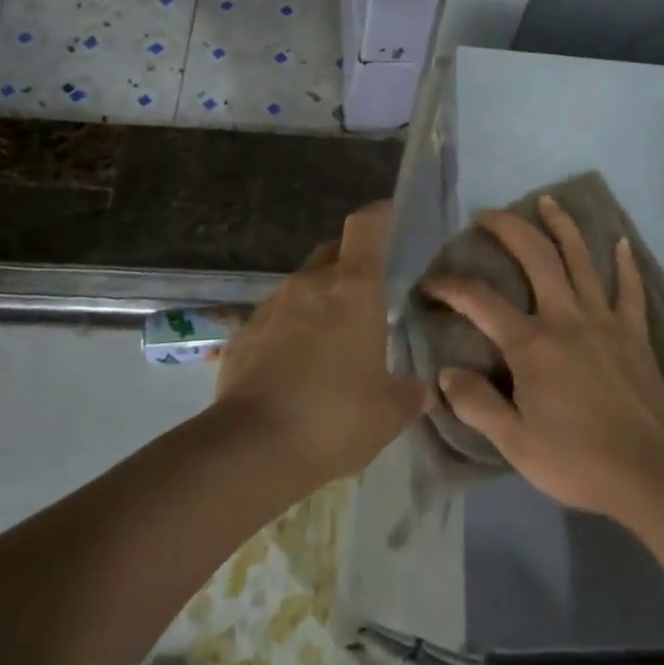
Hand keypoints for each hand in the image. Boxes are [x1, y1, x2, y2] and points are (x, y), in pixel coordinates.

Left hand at [216, 200, 428, 483]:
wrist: (252, 449)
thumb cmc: (335, 417)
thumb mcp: (389, 411)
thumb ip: (410, 393)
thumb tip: (421, 389)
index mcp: (353, 288)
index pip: (366, 226)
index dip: (380, 215)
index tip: (391, 217)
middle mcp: (310, 284)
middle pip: (333, 252)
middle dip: (351, 265)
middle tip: (368, 297)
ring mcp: (271, 306)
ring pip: (303, 287)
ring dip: (319, 302)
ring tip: (332, 342)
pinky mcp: (243, 334)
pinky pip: (275, 319)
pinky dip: (290, 331)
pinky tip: (296, 369)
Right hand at [425, 196, 663, 520]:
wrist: (648, 474)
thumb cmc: (575, 460)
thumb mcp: (514, 443)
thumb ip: (477, 404)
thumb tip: (446, 372)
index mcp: (531, 344)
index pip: (480, 301)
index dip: (450, 286)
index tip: (430, 281)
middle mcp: (566, 318)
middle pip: (536, 257)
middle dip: (509, 229)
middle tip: (488, 214)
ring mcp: (604, 321)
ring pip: (581, 260)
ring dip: (563, 227)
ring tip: (548, 201)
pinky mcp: (634, 333)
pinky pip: (630, 290)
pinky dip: (625, 264)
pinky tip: (620, 242)